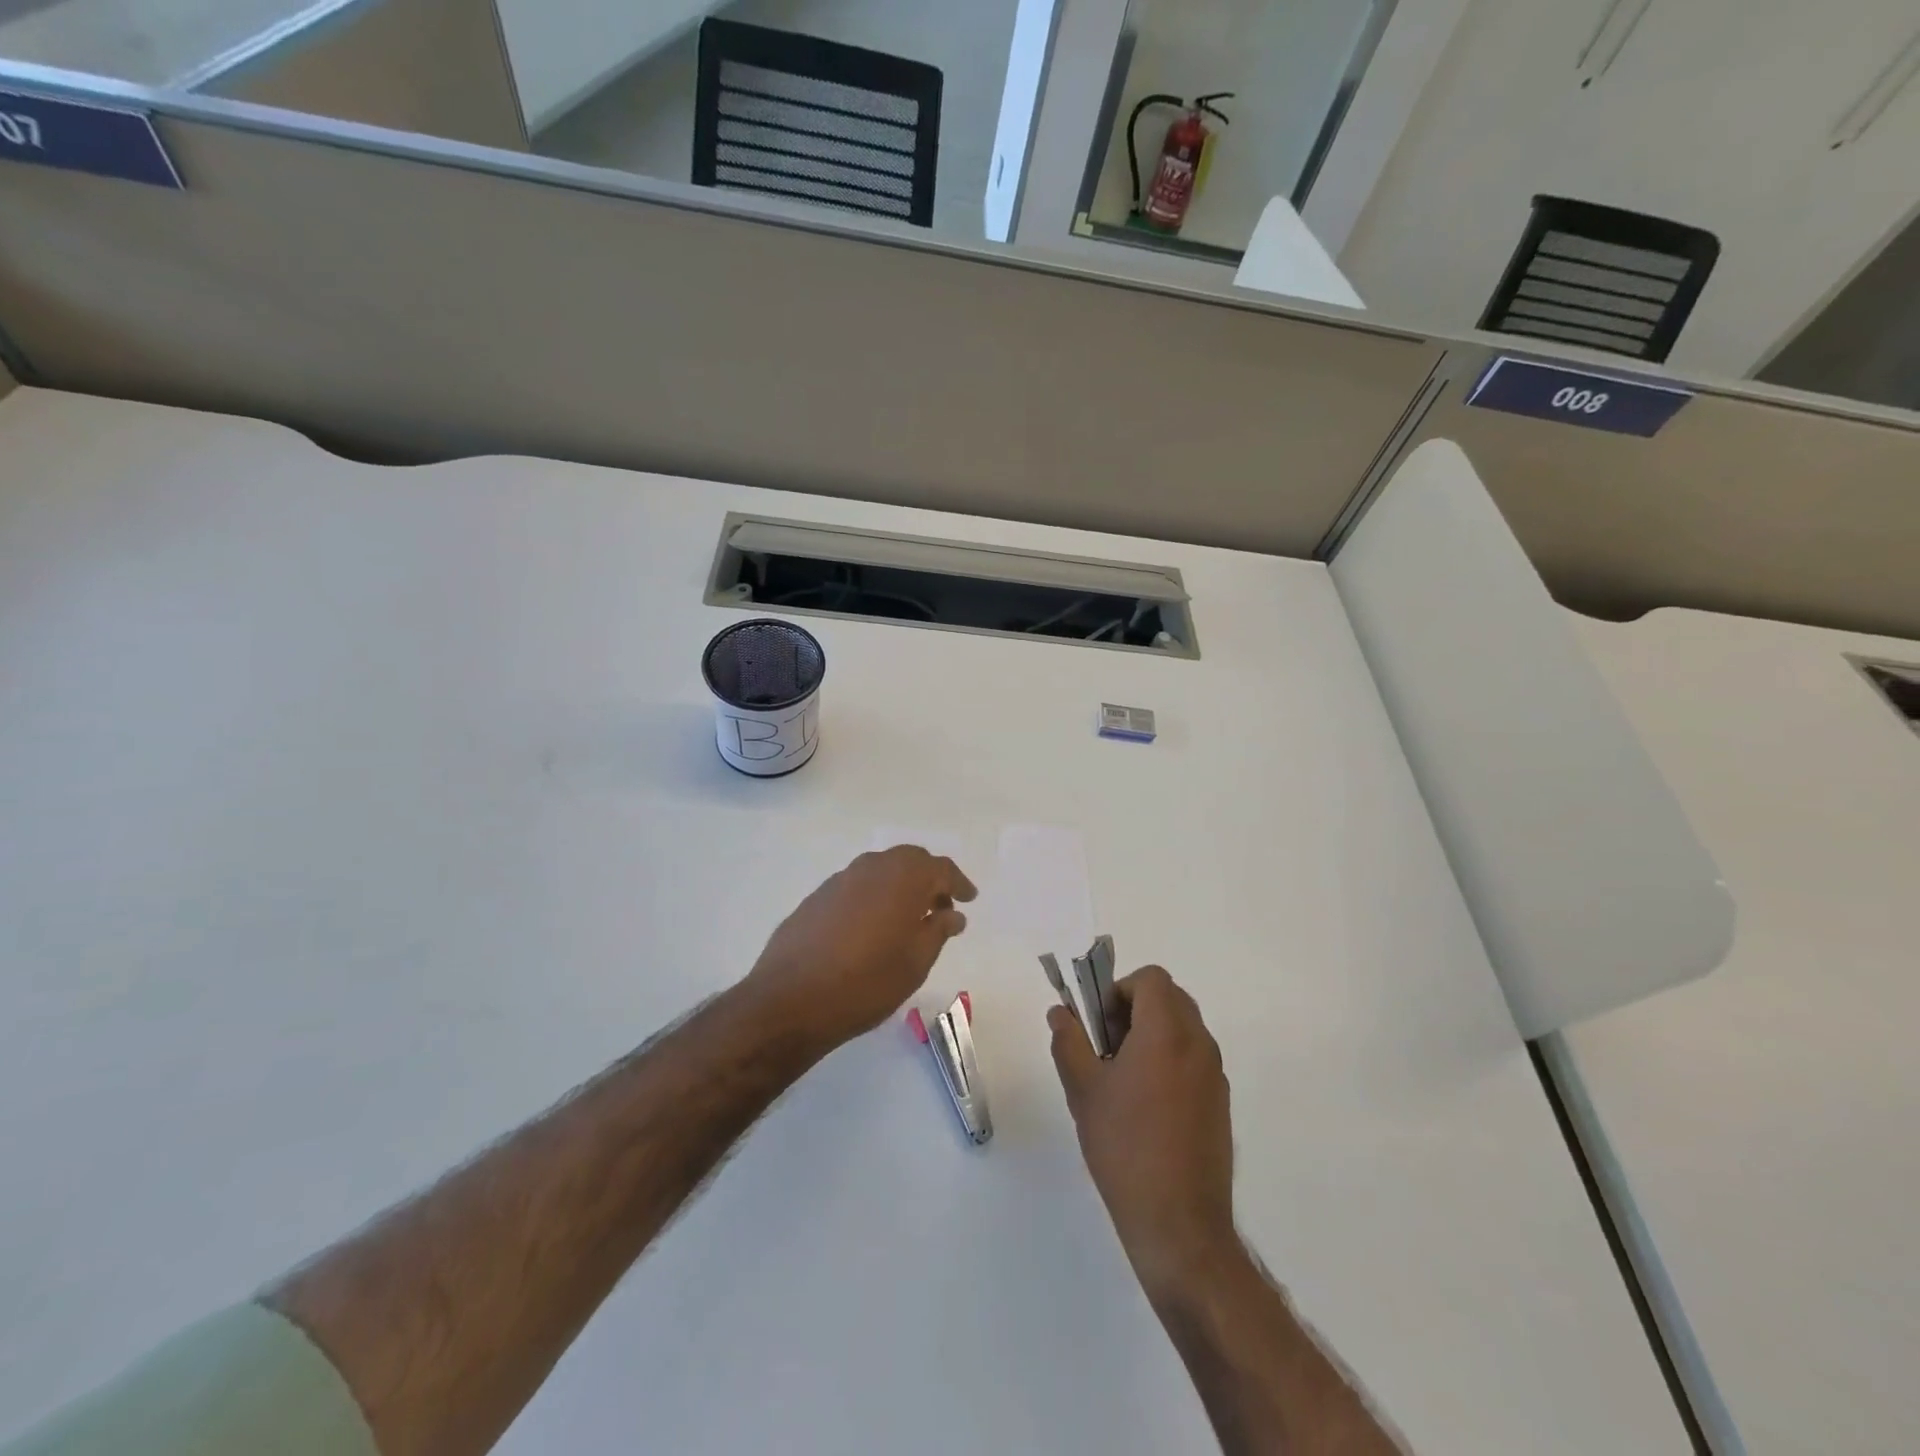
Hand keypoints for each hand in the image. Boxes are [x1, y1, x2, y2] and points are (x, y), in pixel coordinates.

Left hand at [744, 846, 976, 1051]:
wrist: (791, 999)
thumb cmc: (867, 982)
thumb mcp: (916, 962)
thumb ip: (938, 930)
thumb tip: (952, 913)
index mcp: (903, 878)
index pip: (940, 868)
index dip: (958, 883)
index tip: (969, 899)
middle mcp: (872, 867)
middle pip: (909, 861)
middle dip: (929, 880)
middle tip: (940, 908)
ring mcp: (840, 880)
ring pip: (880, 871)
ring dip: (899, 887)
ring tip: (907, 921)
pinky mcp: (816, 898)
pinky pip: (856, 887)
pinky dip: (873, 898)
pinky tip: (871, 928)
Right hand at [1049, 966, 1236, 1297]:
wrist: (1179, 1224)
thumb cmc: (1125, 1147)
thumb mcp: (1083, 1090)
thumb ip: (1069, 1041)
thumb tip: (1060, 1012)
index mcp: (1167, 1032)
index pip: (1152, 979)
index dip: (1120, 990)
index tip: (1101, 1026)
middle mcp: (1199, 1044)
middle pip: (1170, 998)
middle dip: (1136, 1009)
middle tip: (1107, 1047)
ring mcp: (1215, 1075)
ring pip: (1184, 1028)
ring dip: (1153, 1034)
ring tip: (1123, 1080)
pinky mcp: (1221, 1103)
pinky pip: (1194, 1059)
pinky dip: (1170, 1060)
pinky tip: (1147, 1107)